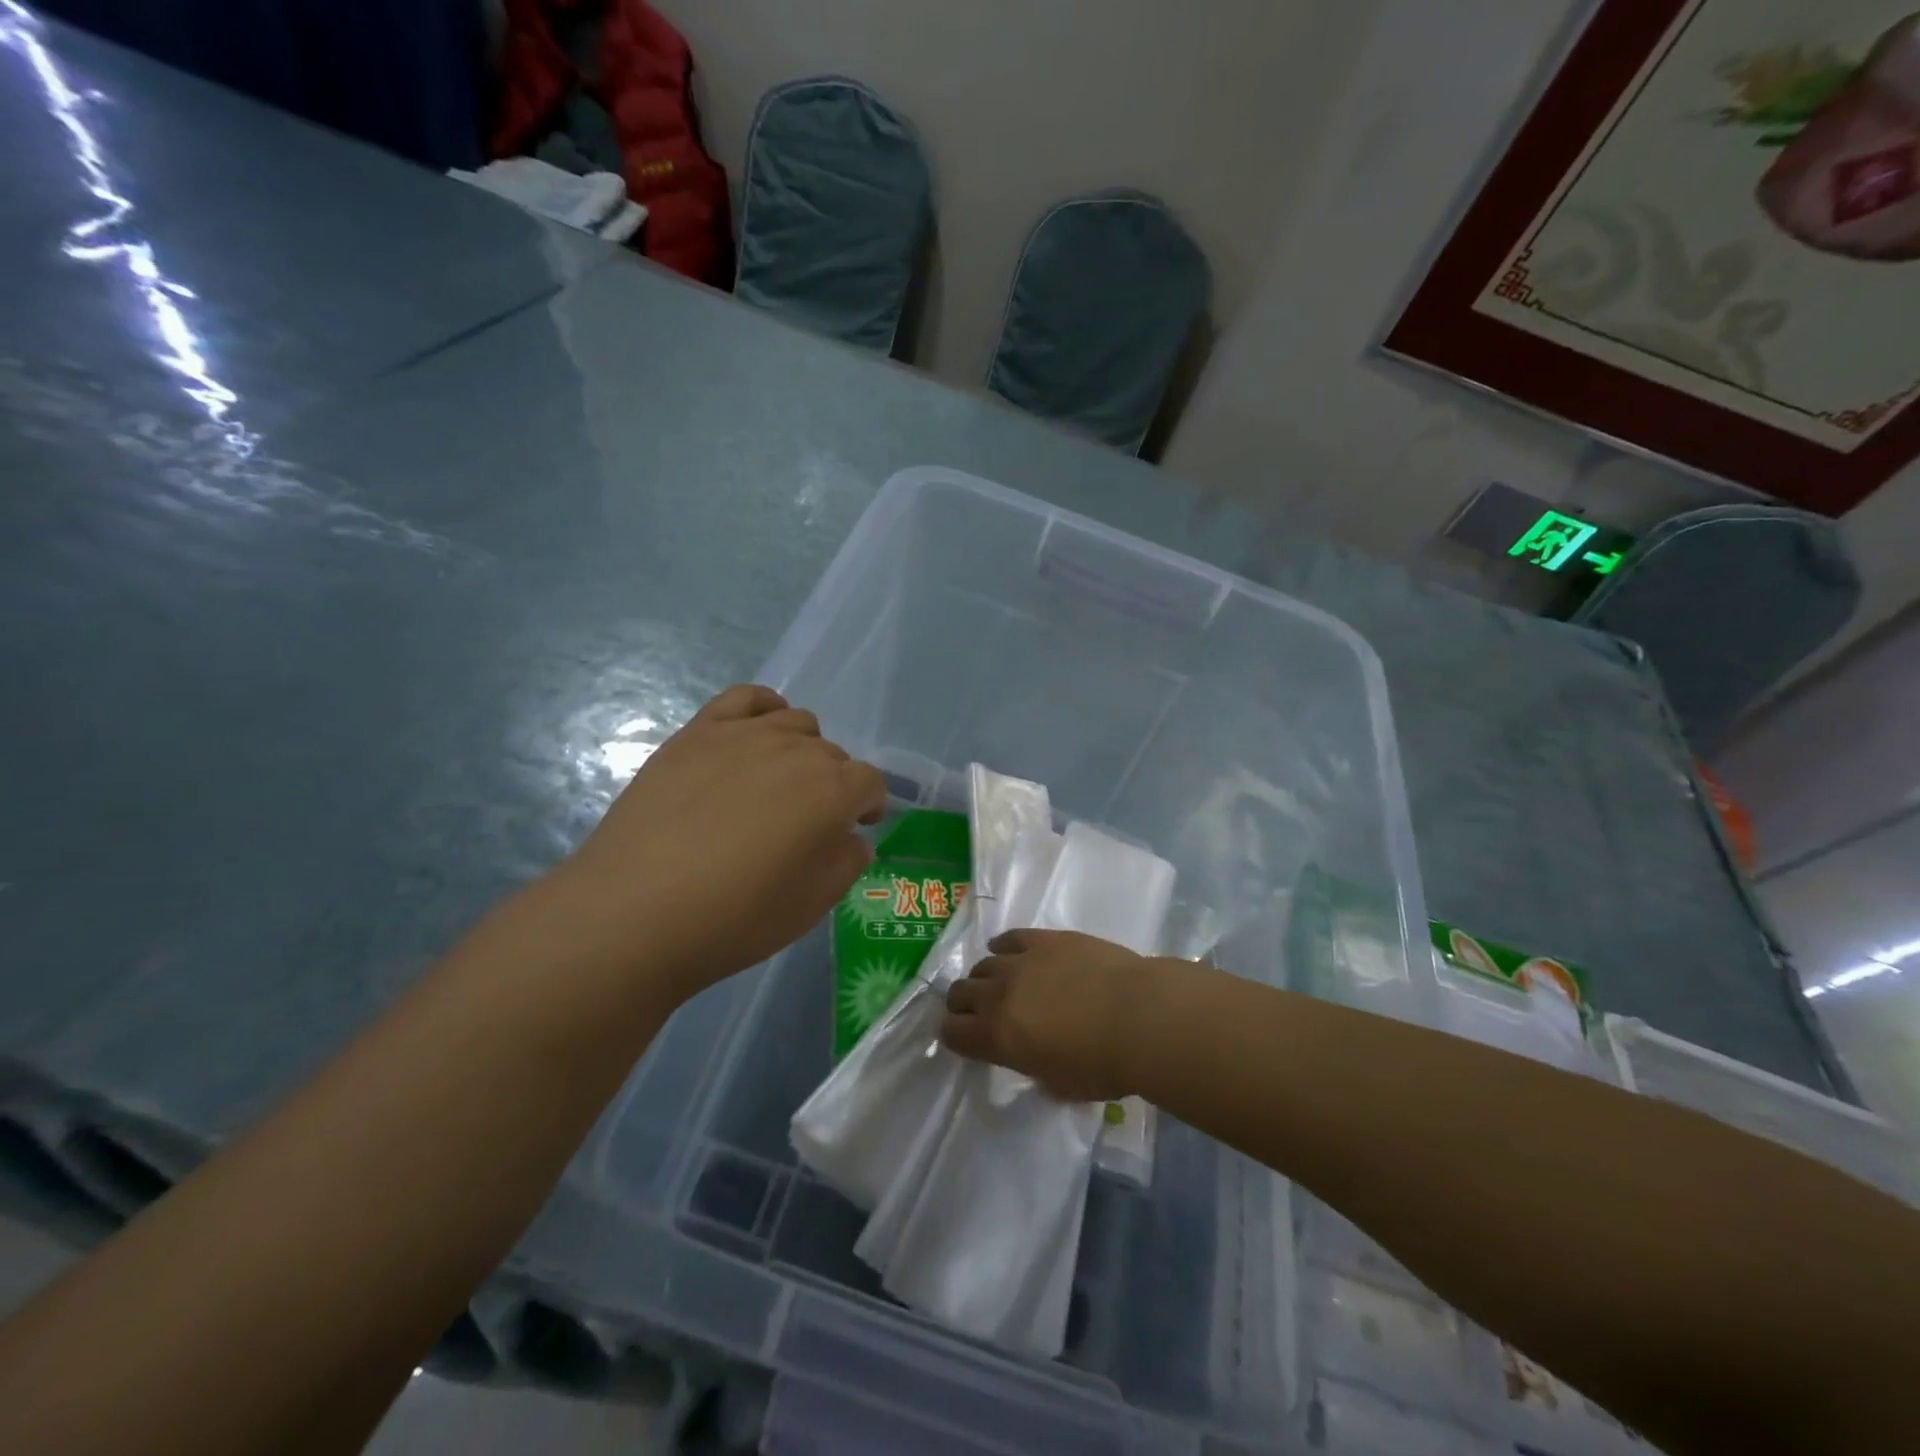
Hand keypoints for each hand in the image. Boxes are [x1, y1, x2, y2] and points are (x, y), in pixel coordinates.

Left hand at [548, 685, 886, 1000]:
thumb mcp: (812, 906)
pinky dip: (763, 708)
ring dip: (801, 749)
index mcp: (833, 793)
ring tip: (777, 782)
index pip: (870, 783)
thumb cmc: (735, 918)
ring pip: (795, 722)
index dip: (869, 806)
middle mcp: (797, 752)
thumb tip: (850, 836)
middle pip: (832, 754)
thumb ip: (847, 862)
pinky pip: (745, 698)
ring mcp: (744, 736)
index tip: (856, 828)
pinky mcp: (698, 732)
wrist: (635, 912)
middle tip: (805, 823)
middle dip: (832, 785)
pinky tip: (756, 733)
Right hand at [941, 929, 1166, 1101]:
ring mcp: (1021, 961)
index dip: (955, 1037)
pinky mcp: (1045, 938)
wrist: (1140, 1015)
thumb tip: (1033, 1060)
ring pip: (983, 964)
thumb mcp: (1060, 1084)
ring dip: (986, 977)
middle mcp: (999, 994)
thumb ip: (1035, 1069)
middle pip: (960, 992)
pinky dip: (1005, 947)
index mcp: (997, 1037)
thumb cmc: (1104, 1064)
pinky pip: (1010, 938)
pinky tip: (1011, 953)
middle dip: (963, 1004)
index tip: (965, 1040)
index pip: (953, 1032)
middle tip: (980, 1013)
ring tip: (1003, 984)